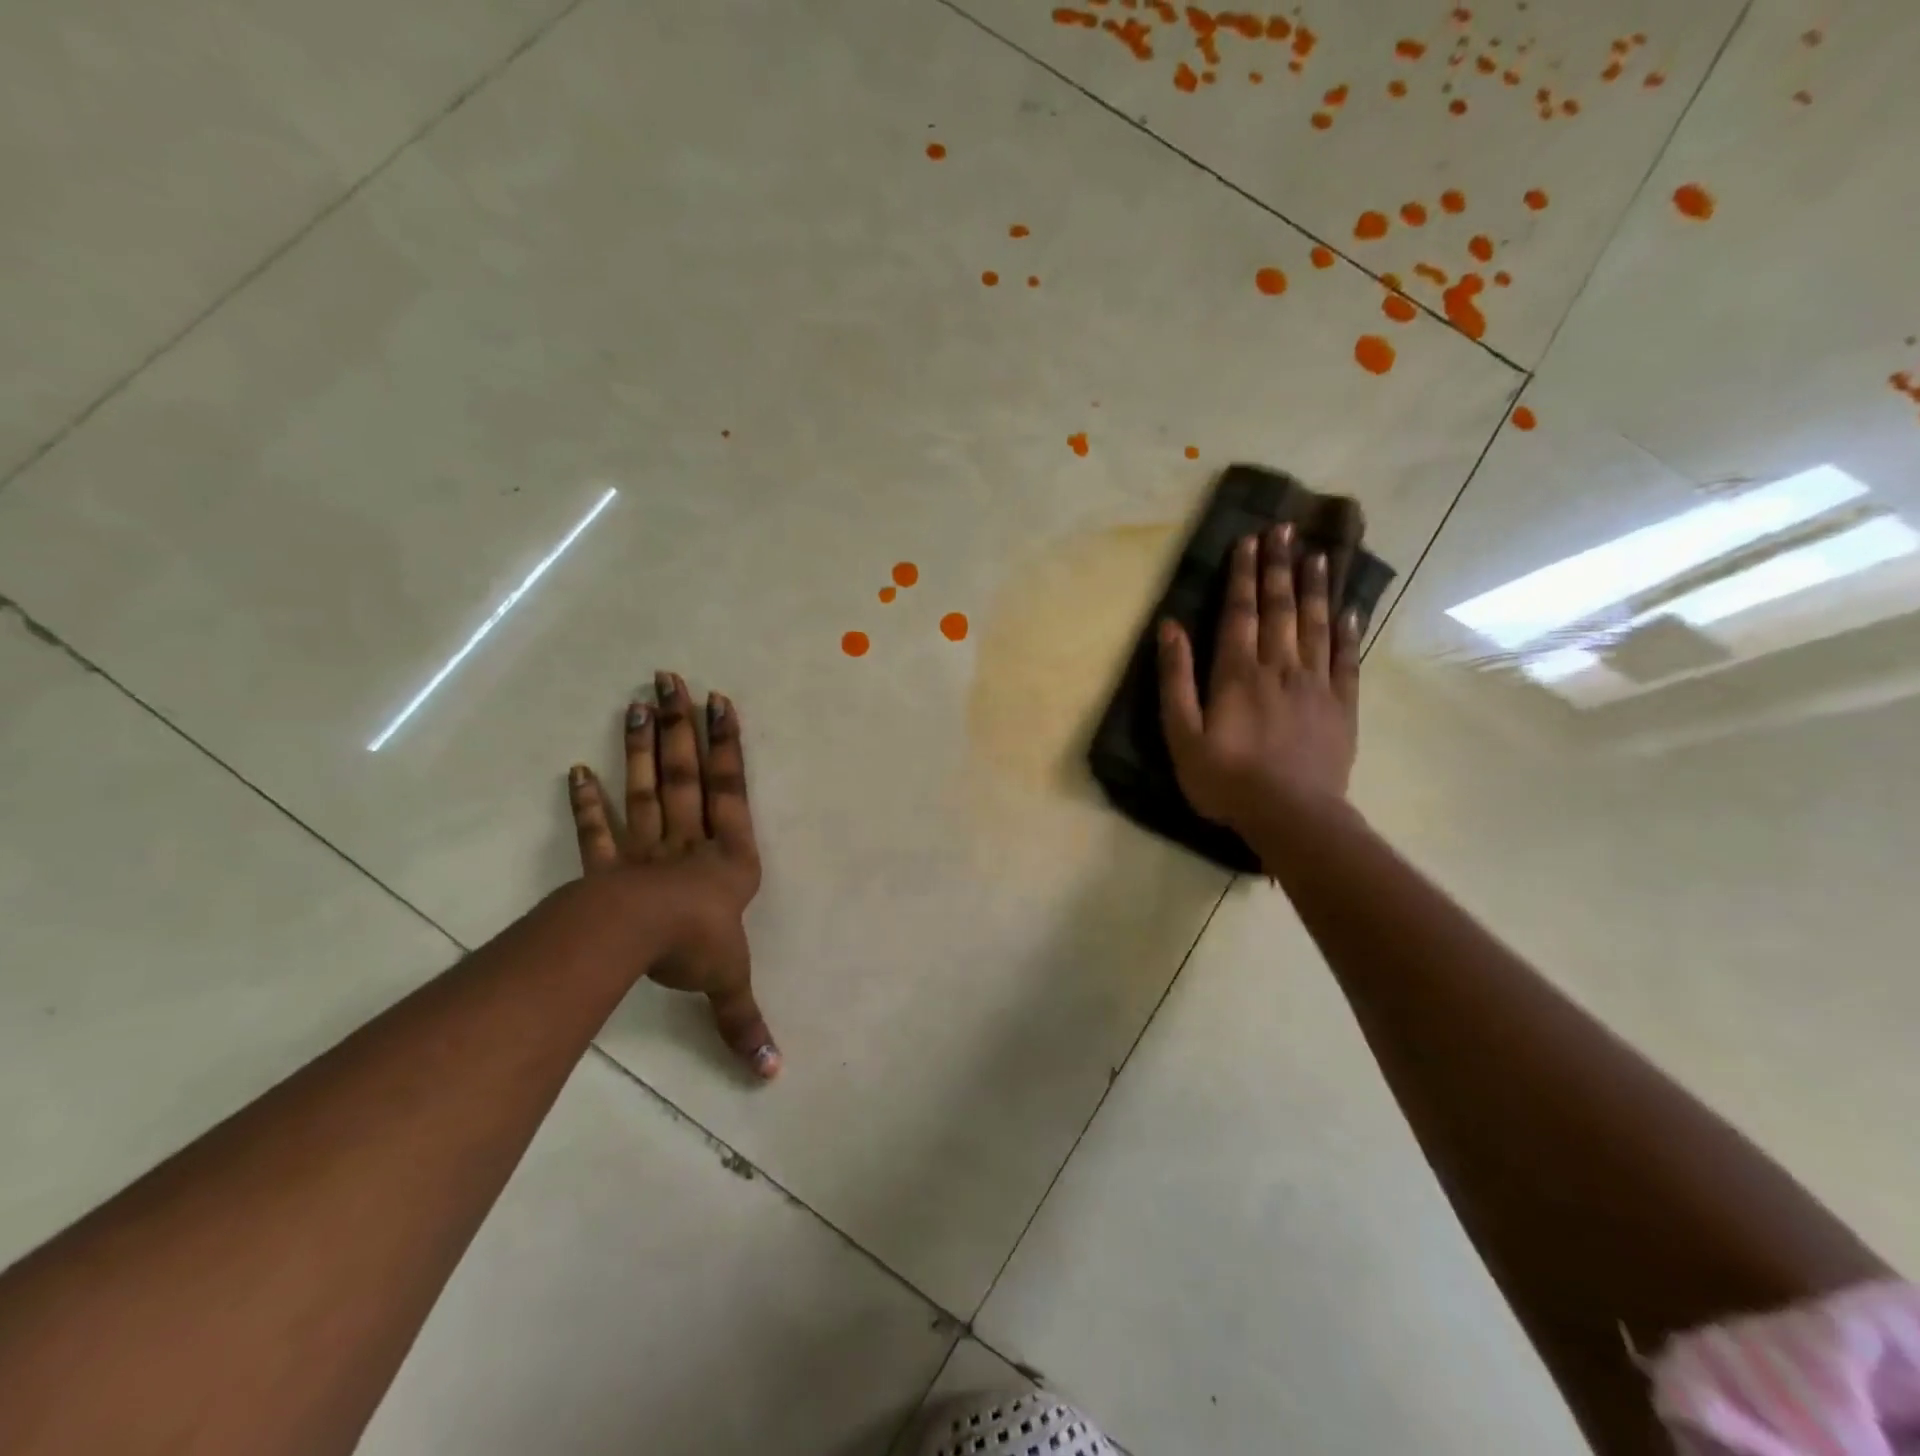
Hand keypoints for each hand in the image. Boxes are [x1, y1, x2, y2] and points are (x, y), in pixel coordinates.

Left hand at [566, 671, 777, 1079]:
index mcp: (726, 856)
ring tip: (638, 700)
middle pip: (687, 773)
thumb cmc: (695, 946)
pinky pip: (597, 830)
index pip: (730, 790)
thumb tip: (772, 1076)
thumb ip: (745, 1020)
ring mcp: (644, 848)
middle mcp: (687, 841)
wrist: (637, 942)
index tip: (720, 702)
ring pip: (647, 787)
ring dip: (642, 746)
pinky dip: (586, 802)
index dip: (727, 746)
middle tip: (672, 677)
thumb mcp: (730, 982)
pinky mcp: (606, 867)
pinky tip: (574, 770)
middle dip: (682, 726)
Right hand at [1157, 525, 1361, 837]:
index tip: (1249, 540)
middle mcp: (1280, 667)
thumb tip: (1169, 627)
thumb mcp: (1182, 735)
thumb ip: (1175, 679)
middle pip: (1280, 608)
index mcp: (1238, 673)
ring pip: (1316, 624)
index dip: (1243, 575)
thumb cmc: (1226, 780)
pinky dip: (1348, 631)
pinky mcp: (1342, 706)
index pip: (1240, 612)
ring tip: (1318, 554)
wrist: (1292, 816)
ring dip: (1315, 588)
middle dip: (1280, 567)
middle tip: (1286, 529)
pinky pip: (1346, 659)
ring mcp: (1316, 684)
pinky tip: (1350, 609)